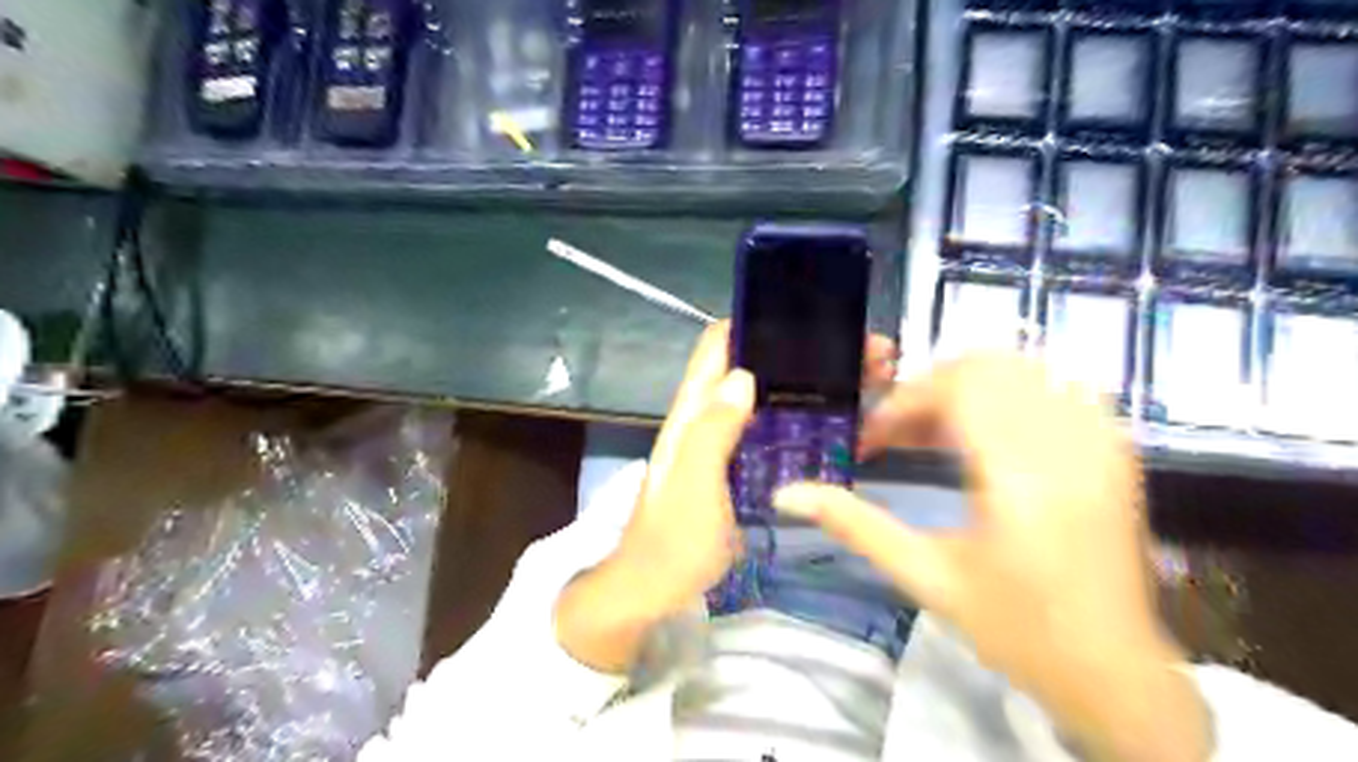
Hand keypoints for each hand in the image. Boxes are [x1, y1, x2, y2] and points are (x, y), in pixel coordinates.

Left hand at [556, 323, 898, 671]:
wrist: (654, 590)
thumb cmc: (672, 541)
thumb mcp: (693, 486)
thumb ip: (713, 431)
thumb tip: (745, 374)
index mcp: (692, 412)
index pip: (718, 345)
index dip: (756, 321)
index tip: (810, 317)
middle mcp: (708, 417)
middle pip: (751, 365)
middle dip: (800, 352)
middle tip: (863, 354)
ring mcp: (724, 443)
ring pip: (766, 396)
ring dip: (807, 382)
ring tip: (865, 380)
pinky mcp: (739, 467)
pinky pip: (772, 429)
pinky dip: (802, 418)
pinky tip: (838, 423)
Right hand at [775, 354, 1207, 761]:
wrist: (1112, 671)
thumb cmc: (1014, 629)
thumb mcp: (924, 577)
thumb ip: (855, 526)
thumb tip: (786, 494)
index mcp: (1019, 478)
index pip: (958, 390)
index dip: (903, 402)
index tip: (872, 439)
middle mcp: (1067, 446)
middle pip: (991, 366)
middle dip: (931, 388)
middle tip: (901, 431)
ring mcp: (1101, 443)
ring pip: (1026, 368)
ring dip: (969, 388)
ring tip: (937, 433)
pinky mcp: (1116, 451)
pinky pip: (1060, 387)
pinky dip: (1013, 395)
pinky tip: (990, 435)